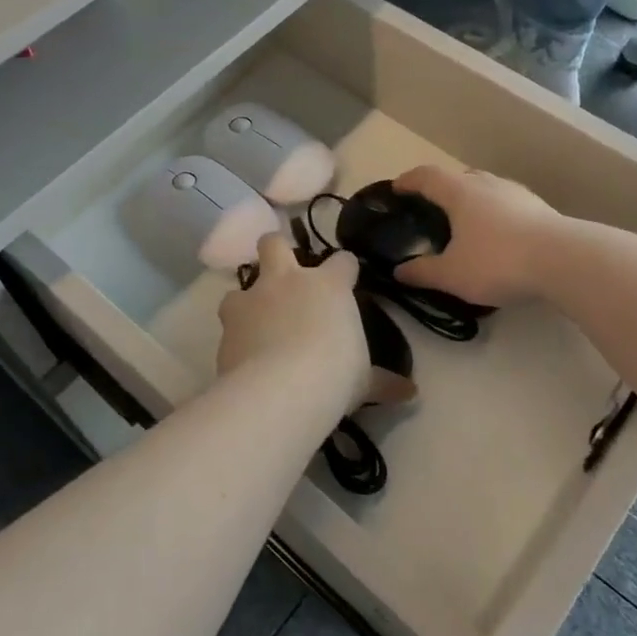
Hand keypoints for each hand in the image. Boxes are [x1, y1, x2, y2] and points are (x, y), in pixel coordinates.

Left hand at [218, 234, 367, 409]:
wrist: (280, 390)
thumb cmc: (334, 375)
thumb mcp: (363, 381)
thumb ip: (382, 382)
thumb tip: (409, 393)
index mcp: (328, 286)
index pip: (342, 261)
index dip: (345, 269)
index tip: (347, 279)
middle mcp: (287, 281)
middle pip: (274, 243)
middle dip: (276, 251)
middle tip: (282, 274)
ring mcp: (252, 299)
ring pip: (239, 283)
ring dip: (246, 299)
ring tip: (254, 321)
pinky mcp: (227, 325)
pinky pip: (228, 322)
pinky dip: (235, 334)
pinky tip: (242, 355)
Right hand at [391, 165, 560, 306]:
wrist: (565, 261)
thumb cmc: (498, 261)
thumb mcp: (453, 275)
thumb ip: (423, 272)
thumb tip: (399, 272)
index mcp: (460, 192)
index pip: (427, 176)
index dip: (408, 181)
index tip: (396, 188)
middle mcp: (488, 184)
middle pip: (458, 177)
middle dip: (442, 189)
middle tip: (433, 209)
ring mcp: (518, 193)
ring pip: (487, 188)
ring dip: (472, 200)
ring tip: (467, 224)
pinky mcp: (541, 208)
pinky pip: (508, 204)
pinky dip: (495, 214)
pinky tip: (499, 237)